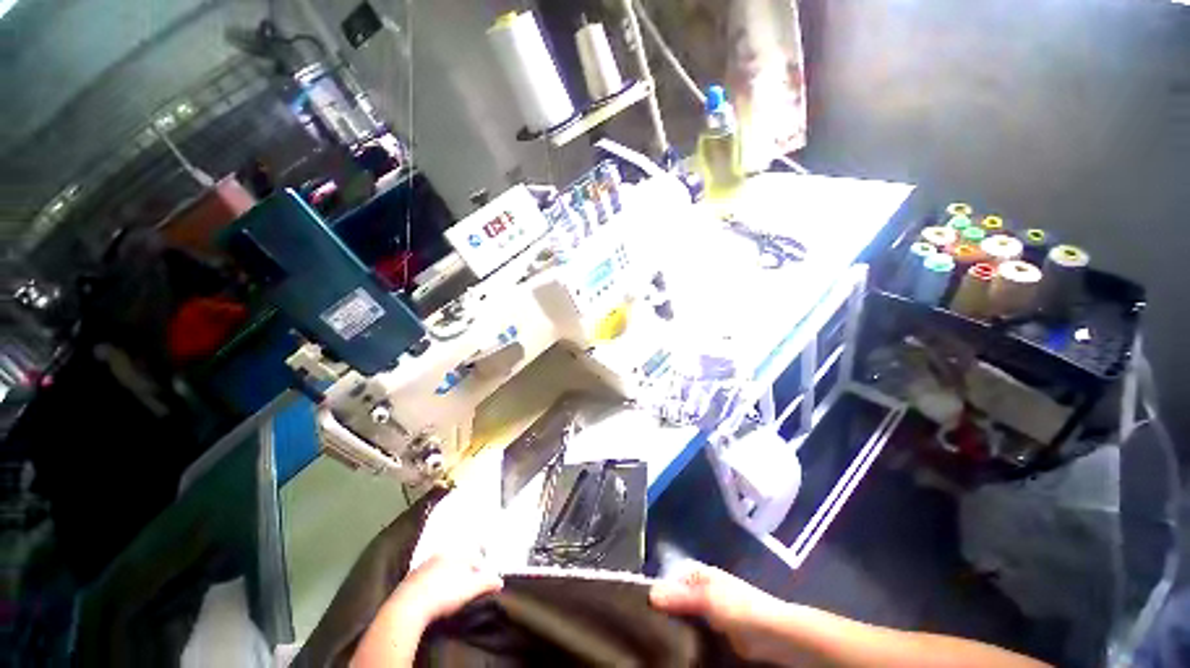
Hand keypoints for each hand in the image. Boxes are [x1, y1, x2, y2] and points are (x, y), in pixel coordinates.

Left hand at [352, 552, 501, 667]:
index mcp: (457, 554)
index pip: (475, 556)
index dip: (481, 567)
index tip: (483, 578)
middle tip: (468, 582)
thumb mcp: (471, 589)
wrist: (408, 606)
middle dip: (464, 568)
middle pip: (458, 559)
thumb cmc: (444, 594)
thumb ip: (487, 582)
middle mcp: (441, 554)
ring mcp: (425, 565)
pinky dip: (433, 582)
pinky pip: (428, 576)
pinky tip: (433, 593)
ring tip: (451, 588)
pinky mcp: (411, 578)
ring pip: (442, 566)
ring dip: (448, 574)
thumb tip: (500, 580)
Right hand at [650, 562, 801, 664]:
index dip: (655, 589)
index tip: (638, 606)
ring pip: (682, 616)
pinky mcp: (715, 631)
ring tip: (653, 640)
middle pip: (674, 597)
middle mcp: (700, 588)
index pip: (668, 576)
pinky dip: (684, 638)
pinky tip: (673, 648)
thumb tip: (649, 592)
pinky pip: (693, 631)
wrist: (776, 635)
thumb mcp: (708, 599)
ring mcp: (708, 610)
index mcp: (698, 572)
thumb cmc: (740, 608)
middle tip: (645, 628)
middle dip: (662, 610)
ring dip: (672, 626)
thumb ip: (680, 596)